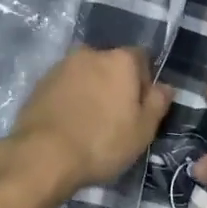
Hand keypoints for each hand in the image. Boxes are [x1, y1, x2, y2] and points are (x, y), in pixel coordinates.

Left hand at [7, 45, 170, 195]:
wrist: (42, 154)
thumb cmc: (102, 142)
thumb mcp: (142, 130)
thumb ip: (158, 103)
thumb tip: (165, 86)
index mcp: (120, 59)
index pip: (142, 58)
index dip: (145, 81)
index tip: (140, 107)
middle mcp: (92, 52)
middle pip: (112, 64)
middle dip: (116, 84)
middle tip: (116, 117)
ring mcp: (63, 65)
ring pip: (87, 73)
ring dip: (92, 90)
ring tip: (90, 122)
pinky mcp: (42, 81)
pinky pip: (66, 85)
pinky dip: (71, 97)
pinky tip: (70, 123)